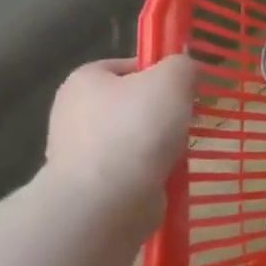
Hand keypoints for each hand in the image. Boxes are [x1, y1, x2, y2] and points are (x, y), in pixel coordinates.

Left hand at [45, 54, 195, 201]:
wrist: (106, 200)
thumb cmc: (137, 128)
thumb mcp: (172, 78)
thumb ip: (183, 65)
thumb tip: (186, 71)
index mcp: (85, 80)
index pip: (129, 65)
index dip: (161, 71)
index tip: (185, 88)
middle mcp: (75, 112)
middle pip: (135, 101)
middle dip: (165, 110)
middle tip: (189, 117)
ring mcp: (81, 150)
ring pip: (136, 136)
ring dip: (162, 142)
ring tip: (181, 148)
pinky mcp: (93, 183)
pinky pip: (133, 166)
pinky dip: (153, 168)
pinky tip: (169, 171)